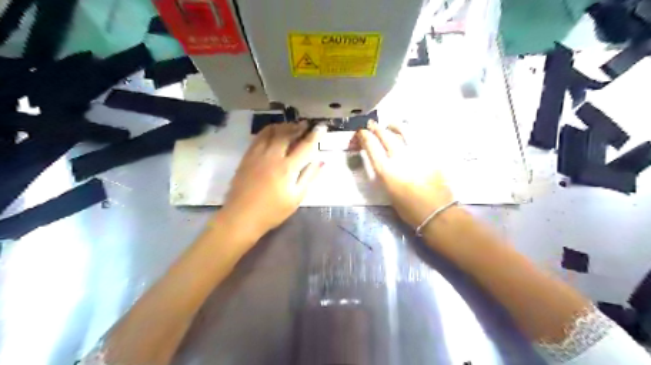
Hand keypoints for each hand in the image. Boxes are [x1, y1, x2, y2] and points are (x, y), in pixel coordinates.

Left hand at [221, 122, 325, 238]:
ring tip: (291, 127)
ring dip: (283, 126)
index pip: (305, 146)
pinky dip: (269, 131)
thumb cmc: (273, 211)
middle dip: (298, 127)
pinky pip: (258, 137)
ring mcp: (257, 154)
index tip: (321, 127)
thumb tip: (321, 161)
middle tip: (306, 125)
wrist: (242, 216)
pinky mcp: (247, 156)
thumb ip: (309, 177)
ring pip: (271, 131)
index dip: (315, 135)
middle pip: (287, 133)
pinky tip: (273, 133)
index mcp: (287, 168)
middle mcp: (272, 156)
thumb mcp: (296, 198)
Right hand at [356, 121, 454, 227]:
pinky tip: (409, 133)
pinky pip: (419, 137)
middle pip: (385, 135)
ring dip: (394, 125)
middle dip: (376, 128)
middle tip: (371, 125)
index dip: (364, 136)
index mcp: (387, 171)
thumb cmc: (409, 209)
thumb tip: (382, 160)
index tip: (361, 133)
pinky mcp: (431, 153)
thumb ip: (384, 173)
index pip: (371, 146)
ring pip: (404, 131)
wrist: (437, 212)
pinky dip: (411, 132)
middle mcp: (400, 158)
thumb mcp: (389, 191)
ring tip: (391, 125)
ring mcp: (417, 153)